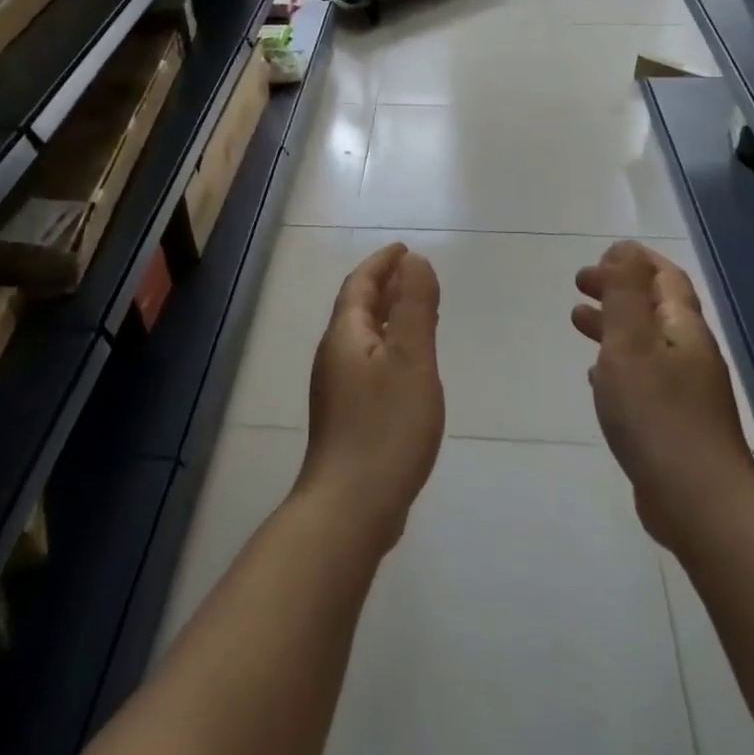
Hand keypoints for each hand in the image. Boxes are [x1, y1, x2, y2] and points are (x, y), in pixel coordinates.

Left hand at [299, 243, 444, 553]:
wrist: (352, 505)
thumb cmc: (386, 426)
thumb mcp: (411, 358)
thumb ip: (415, 307)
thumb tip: (414, 262)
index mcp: (345, 336)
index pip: (360, 285)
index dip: (382, 264)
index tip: (404, 249)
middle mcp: (334, 357)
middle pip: (359, 310)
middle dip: (386, 288)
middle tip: (415, 275)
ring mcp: (338, 390)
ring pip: (365, 339)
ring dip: (390, 318)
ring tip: (419, 313)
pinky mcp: (348, 417)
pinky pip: (370, 365)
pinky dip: (390, 349)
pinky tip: (410, 369)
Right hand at [573, 242, 753, 548]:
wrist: (697, 500)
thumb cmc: (657, 414)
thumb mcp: (631, 344)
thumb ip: (625, 296)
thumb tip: (623, 251)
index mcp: (684, 330)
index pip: (665, 278)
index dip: (636, 261)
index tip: (600, 254)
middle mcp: (690, 354)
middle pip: (654, 308)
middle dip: (619, 290)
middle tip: (579, 284)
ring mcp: (685, 391)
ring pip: (645, 343)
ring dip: (613, 325)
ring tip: (576, 320)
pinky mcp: (673, 423)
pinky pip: (642, 378)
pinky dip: (617, 364)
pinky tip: (595, 375)